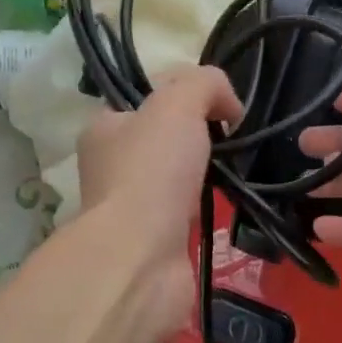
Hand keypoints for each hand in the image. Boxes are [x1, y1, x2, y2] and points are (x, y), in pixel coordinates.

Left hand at [75, 66, 242, 336]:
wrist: (142, 258)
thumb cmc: (152, 171)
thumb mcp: (178, 103)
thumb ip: (204, 84)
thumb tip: (229, 105)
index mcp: (104, 128)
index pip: (144, 98)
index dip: (182, 92)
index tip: (218, 103)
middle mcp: (111, 166)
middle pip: (163, 137)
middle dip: (199, 135)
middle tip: (232, 136)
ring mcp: (132, 206)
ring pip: (177, 176)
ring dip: (205, 173)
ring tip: (237, 168)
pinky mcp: (155, 240)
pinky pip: (188, 212)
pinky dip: (208, 207)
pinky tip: (229, 203)